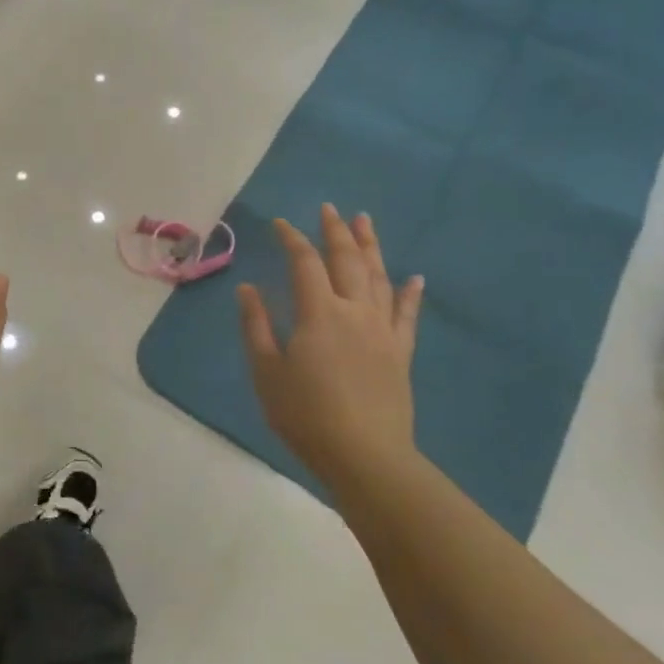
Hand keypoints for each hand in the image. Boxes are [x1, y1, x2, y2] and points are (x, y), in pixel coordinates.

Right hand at [236, 205, 423, 487]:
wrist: (365, 455)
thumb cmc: (305, 414)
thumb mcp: (266, 371)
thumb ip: (257, 326)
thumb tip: (248, 289)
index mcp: (318, 312)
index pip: (304, 263)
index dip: (292, 239)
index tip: (280, 223)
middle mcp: (354, 311)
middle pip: (347, 260)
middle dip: (335, 231)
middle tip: (329, 208)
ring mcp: (382, 330)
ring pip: (378, 277)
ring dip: (371, 247)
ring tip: (365, 222)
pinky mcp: (401, 352)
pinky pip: (407, 314)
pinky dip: (410, 293)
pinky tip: (414, 278)